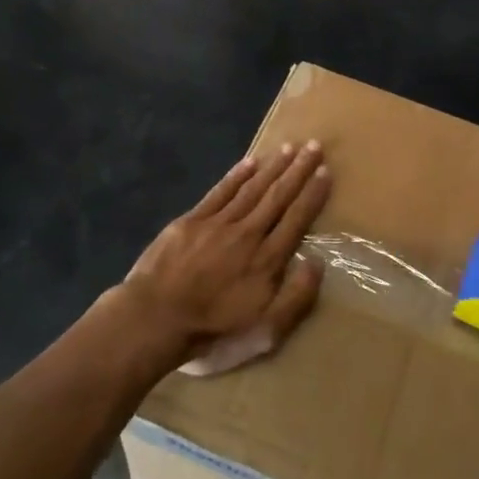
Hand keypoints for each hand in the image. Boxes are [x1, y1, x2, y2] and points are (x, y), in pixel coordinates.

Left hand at [108, 141, 331, 373]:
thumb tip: (317, 262)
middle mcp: (247, 234)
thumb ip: (296, 298)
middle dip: (298, 170)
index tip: (325, 171)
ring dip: (272, 167)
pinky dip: (237, 175)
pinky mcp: (191, 221)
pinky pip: (220, 192)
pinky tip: (250, 161)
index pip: (296, 219)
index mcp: (267, 260)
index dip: (312, 195)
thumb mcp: (265, 332)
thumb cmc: (212, 332)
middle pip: (278, 197)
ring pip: (252, 189)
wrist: (153, 320)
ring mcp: (217, 224)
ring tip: (289, 148)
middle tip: (314, 146)